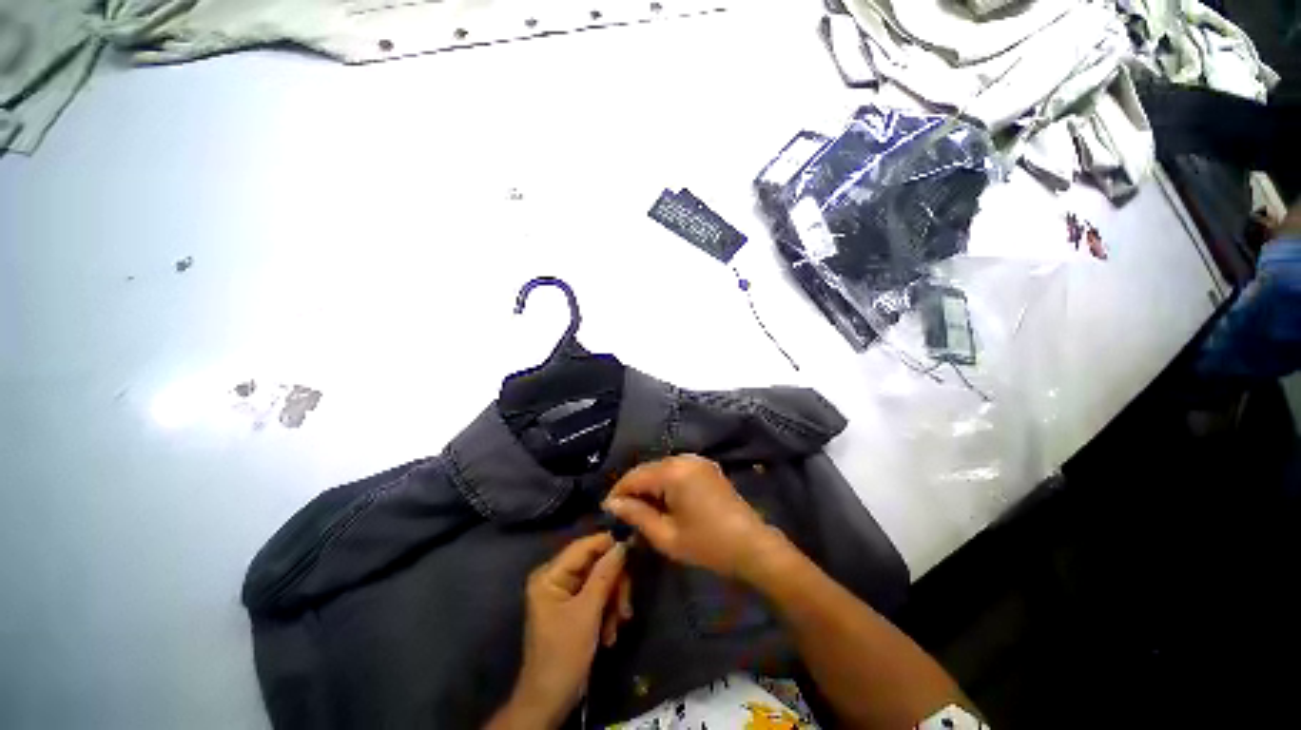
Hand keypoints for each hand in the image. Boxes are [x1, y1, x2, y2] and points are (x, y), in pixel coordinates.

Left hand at [490, 533, 630, 729]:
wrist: (550, 702)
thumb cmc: (563, 655)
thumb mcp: (587, 613)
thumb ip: (605, 575)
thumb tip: (622, 544)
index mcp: (550, 574)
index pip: (584, 546)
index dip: (609, 545)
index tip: (634, 551)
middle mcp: (557, 577)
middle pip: (596, 563)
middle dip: (614, 584)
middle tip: (625, 607)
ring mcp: (566, 593)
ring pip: (601, 580)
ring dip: (613, 601)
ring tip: (617, 625)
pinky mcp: (575, 607)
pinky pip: (598, 596)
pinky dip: (608, 612)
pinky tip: (609, 633)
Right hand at [603, 455, 787, 580]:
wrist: (753, 545)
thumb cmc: (708, 544)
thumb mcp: (666, 536)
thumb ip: (637, 515)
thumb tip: (612, 504)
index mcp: (673, 472)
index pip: (634, 476)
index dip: (618, 493)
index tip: (607, 511)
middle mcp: (684, 458)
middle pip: (648, 469)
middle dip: (633, 490)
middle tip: (623, 514)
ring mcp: (698, 460)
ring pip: (661, 469)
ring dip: (649, 487)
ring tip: (641, 511)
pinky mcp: (706, 467)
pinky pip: (677, 470)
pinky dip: (665, 484)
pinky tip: (664, 503)